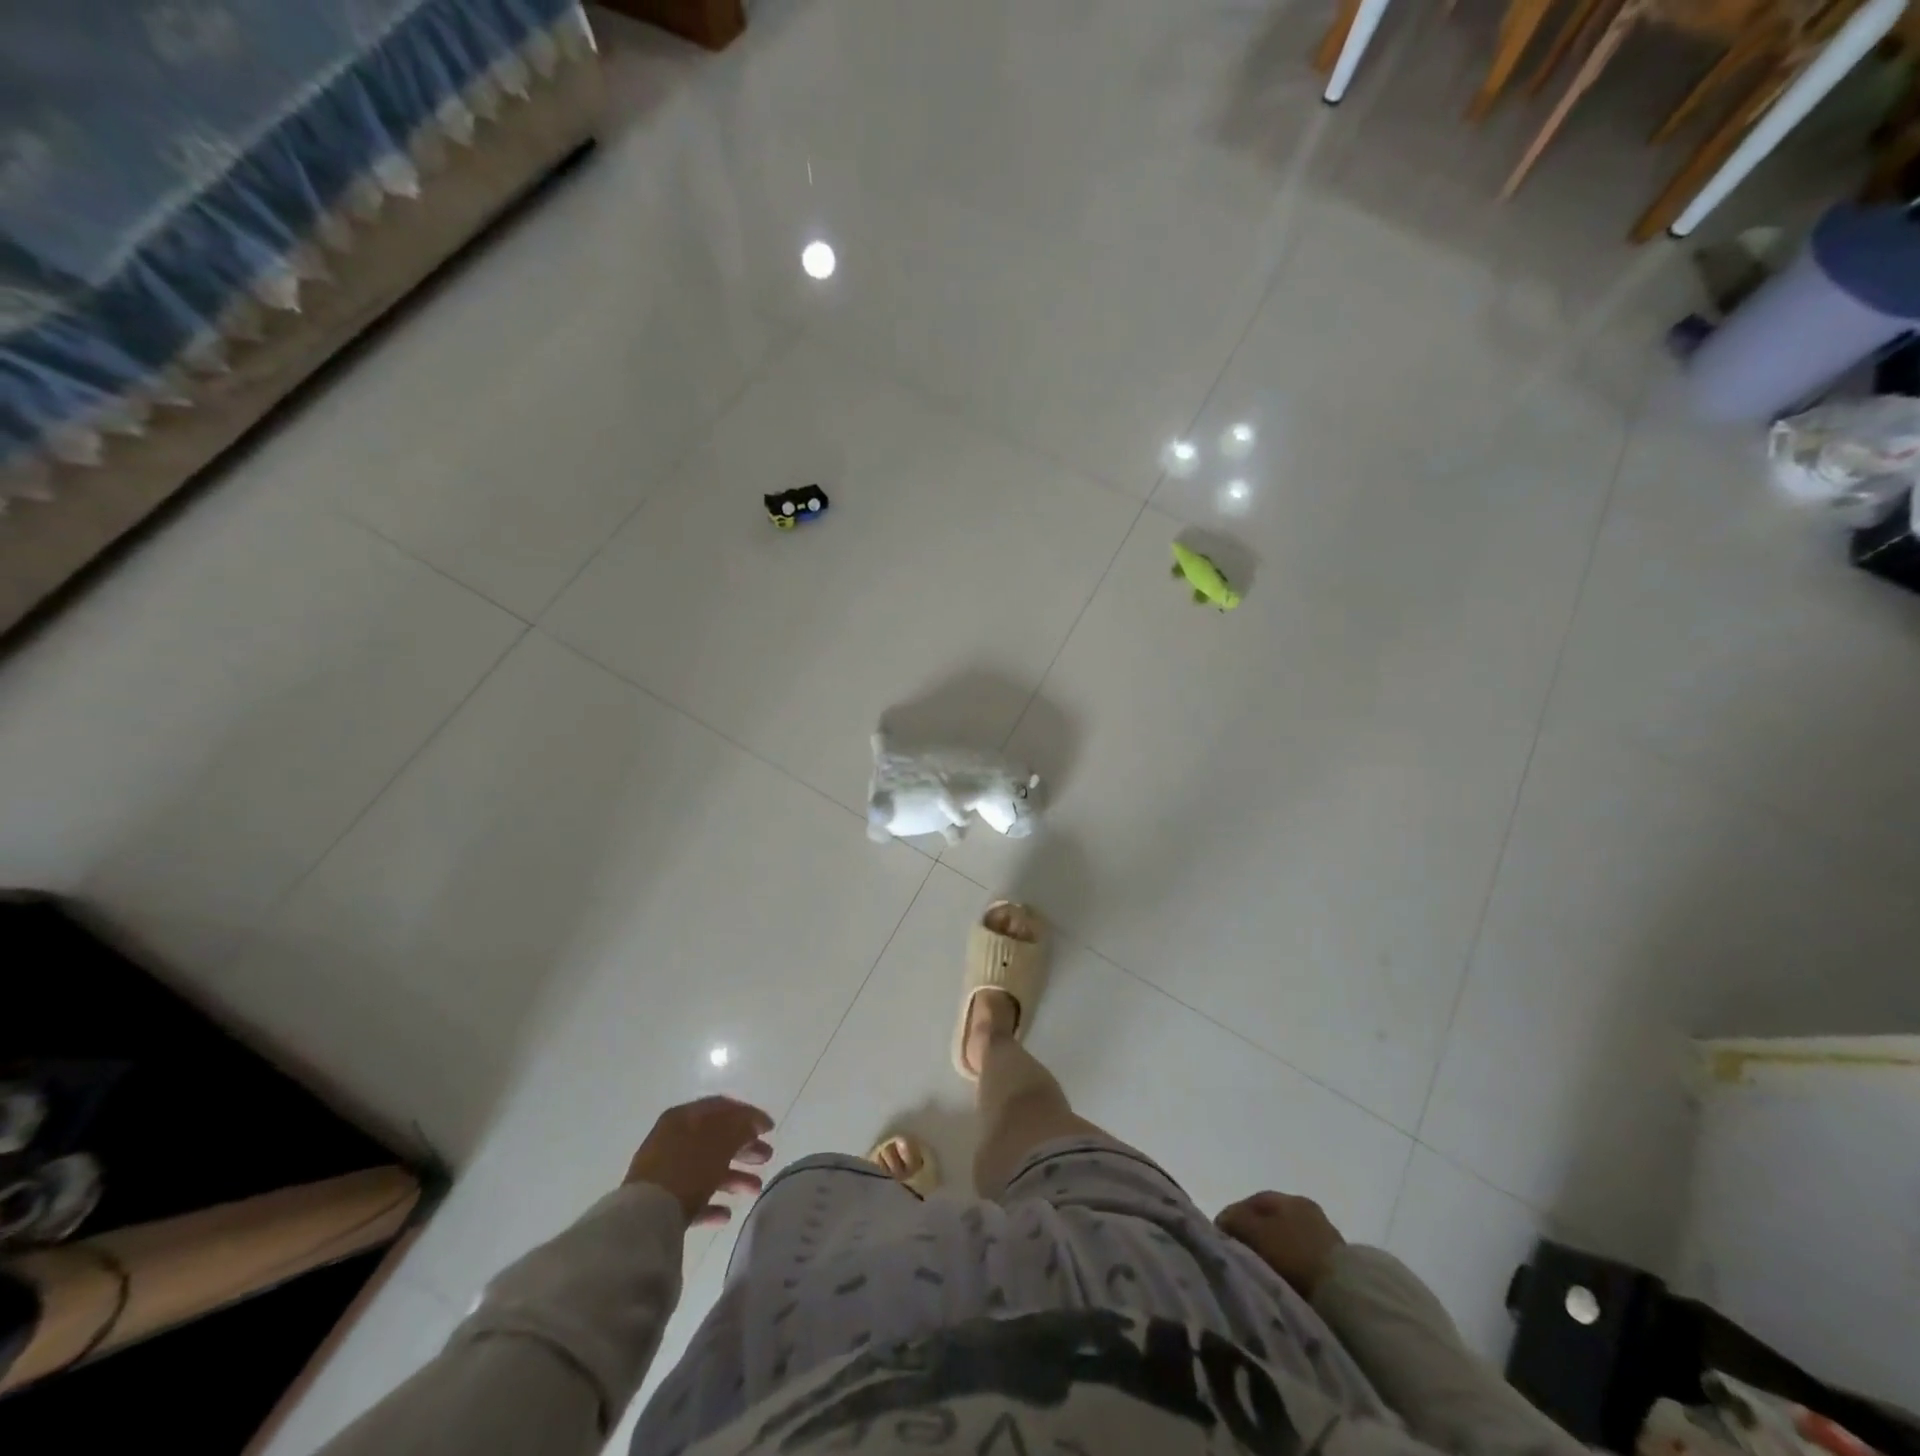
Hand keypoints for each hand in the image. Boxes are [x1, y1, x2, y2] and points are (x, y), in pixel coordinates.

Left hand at [625, 1096, 773, 1227]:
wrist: (644, 1219)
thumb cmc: (687, 1169)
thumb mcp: (721, 1141)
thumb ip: (741, 1127)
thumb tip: (752, 1123)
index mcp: (684, 1117)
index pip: (722, 1108)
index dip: (749, 1115)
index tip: (770, 1128)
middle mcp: (673, 1139)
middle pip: (716, 1139)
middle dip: (745, 1148)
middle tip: (767, 1157)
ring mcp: (665, 1172)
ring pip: (706, 1169)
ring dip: (734, 1177)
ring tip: (755, 1190)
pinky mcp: (660, 1203)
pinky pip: (692, 1198)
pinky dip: (711, 1203)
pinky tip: (726, 1215)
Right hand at [1216, 1191, 1345, 1297]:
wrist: (1347, 1295)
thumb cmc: (1295, 1255)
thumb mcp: (1256, 1232)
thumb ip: (1235, 1220)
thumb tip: (1223, 1219)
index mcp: (1291, 1198)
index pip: (1253, 1201)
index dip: (1234, 1216)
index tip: (1221, 1237)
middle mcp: (1309, 1211)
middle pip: (1272, 1221)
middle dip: (1254, 1235)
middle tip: (1239, 1253)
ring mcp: (1326, 1239)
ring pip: (1288, 1241)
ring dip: (1273, 1253)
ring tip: (1260, 1271)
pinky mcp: (1337, 1266)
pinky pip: (1303, 1260)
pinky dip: (1290, 1267)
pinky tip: (1283, 1281)